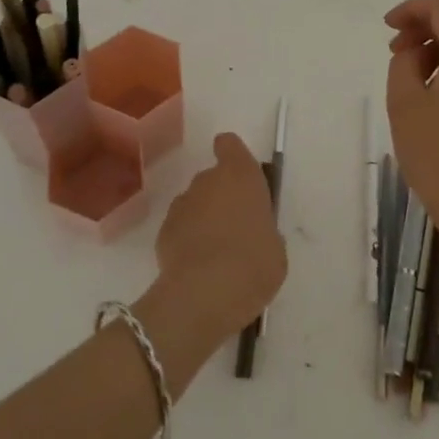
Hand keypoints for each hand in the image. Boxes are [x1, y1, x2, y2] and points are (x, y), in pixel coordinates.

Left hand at [153, 132, 286, 342]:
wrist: (205, 293)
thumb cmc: (254, 263)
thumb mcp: (275, 246)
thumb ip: (262, 228)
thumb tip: (252, 232)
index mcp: (241, 175)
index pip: (229, 145)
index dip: (232, 154)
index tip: (238, 174)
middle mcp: (208, 181)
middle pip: (212, 178)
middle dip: (221, 197)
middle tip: (235, 228)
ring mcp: (181, 205)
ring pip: (194, 204)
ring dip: (203, 219)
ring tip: (216, 253)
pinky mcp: (163, 231)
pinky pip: (180, 228)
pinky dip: (187, 240)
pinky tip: (198, 267)